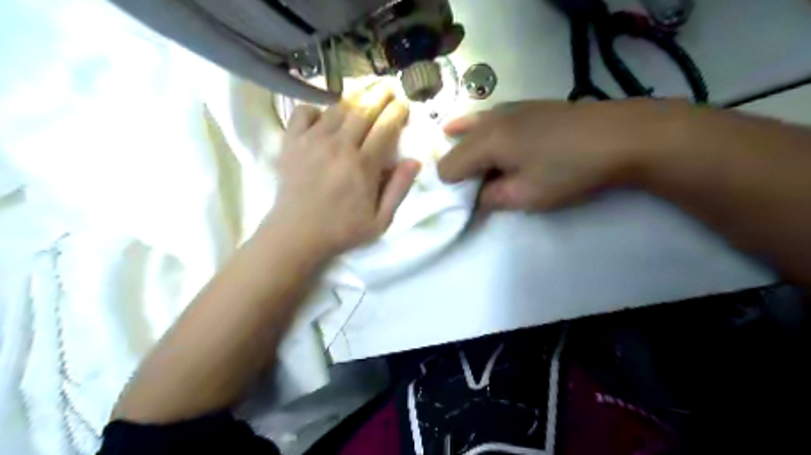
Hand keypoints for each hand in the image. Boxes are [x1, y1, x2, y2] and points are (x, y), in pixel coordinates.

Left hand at [268, 82, 421, 256]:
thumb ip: (399, 189)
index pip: (385, 127)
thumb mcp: (380, 221)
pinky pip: (304, 112)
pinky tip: (324, 117)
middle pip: (364, 109)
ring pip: (337, 107)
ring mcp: (313, 141)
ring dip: (354, 96)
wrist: (295, 235)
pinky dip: (316, 109)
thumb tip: (414, 160)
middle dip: (380, 94)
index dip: (398, 111)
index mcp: (363, 166)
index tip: (404, 104)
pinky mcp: (292, 142)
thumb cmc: (341, 230)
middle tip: (389, 86)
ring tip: (365, 92)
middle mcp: (339, 146)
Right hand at [438, 97, 681, 209]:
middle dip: (460, 170)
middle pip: (456, 147)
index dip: (453, 188)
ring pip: (470, 129)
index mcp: (485, 141)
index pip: (447, 167)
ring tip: (479, 166)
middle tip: (479, 188)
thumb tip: (476, 198)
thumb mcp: (526, 196)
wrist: (620, 135)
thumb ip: (490, 199)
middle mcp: (490, 119)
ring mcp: (508, 107)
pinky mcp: (526, 105)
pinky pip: (490, 119)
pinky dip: (483, 132)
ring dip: (469, 149)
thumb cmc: (569, 170)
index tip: (472, 201)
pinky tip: (490, 139)